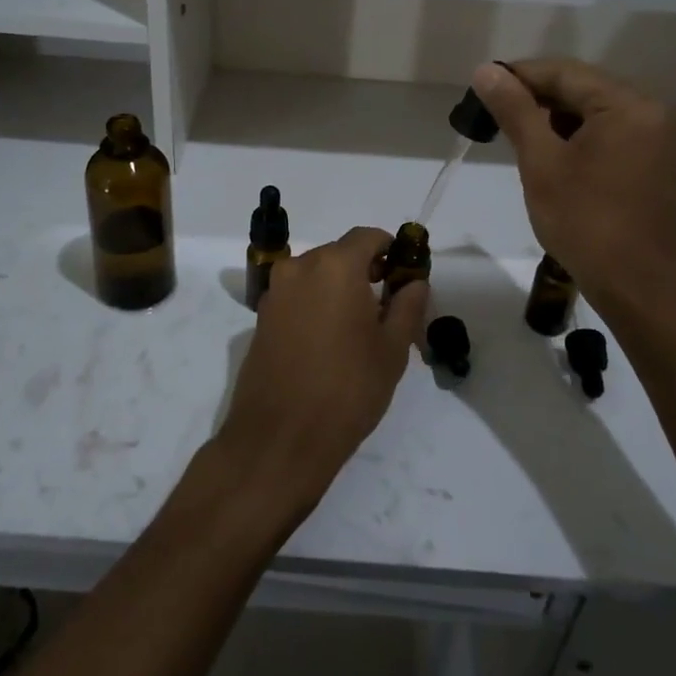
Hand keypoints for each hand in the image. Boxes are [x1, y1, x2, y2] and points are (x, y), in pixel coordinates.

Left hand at [214, 227, 429, 516]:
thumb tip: (414, 281)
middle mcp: (300, 267)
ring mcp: (275, 292)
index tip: (404, 275)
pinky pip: (297, 296)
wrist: (280, 438)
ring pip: (316, 275)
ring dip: (338, 289)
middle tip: (387, 306)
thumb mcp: (392, 349)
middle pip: (340, 254)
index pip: (367, 237)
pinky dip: (316, 305)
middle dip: (365, 271)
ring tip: (358, 329)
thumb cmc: (348, 389)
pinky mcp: (261, 317)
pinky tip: (328, 342)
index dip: (390, 250)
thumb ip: (407, 305)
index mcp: (335, 265)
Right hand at [471, 60, 675, 315]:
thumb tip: (486, 70)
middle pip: (580, 88)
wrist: (637, 287)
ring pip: (591, 111)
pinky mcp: (650, 160)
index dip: (518, 76)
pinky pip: (606, 132)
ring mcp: (654, 137)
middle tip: (490, 114)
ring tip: (512, 134)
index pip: (564, 73)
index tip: (480, 88)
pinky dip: (573, 136)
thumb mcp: (541, 162)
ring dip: (552, 118)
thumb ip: (514, 110)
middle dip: (534, 98)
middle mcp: (649, 111)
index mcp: (628, 105)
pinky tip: (545, 152)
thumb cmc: (586, 222)